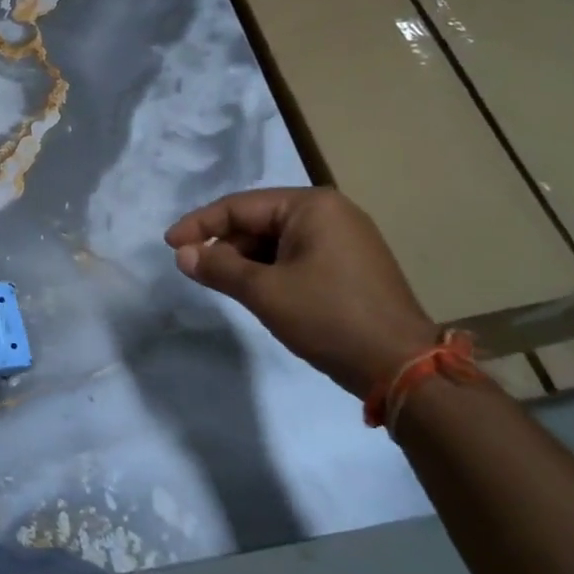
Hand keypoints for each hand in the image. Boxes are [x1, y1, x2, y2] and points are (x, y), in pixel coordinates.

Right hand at [164, 188, 437, 398]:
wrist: (403, 368)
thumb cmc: (329, 318)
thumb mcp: (265, 292)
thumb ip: (219, 267)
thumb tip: (182, 254)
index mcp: (312, 206)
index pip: (240, 206)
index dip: (200, 224)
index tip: (170, 244)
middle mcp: (331, 212)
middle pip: (259, 220)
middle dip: (224, 243)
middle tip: (194, 268)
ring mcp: (346, 239)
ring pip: (277, 240)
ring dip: (245, 259)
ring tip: (221, 282)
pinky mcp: (352, 265)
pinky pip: (297, 256)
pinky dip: (270, 270)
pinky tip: (256, 290)